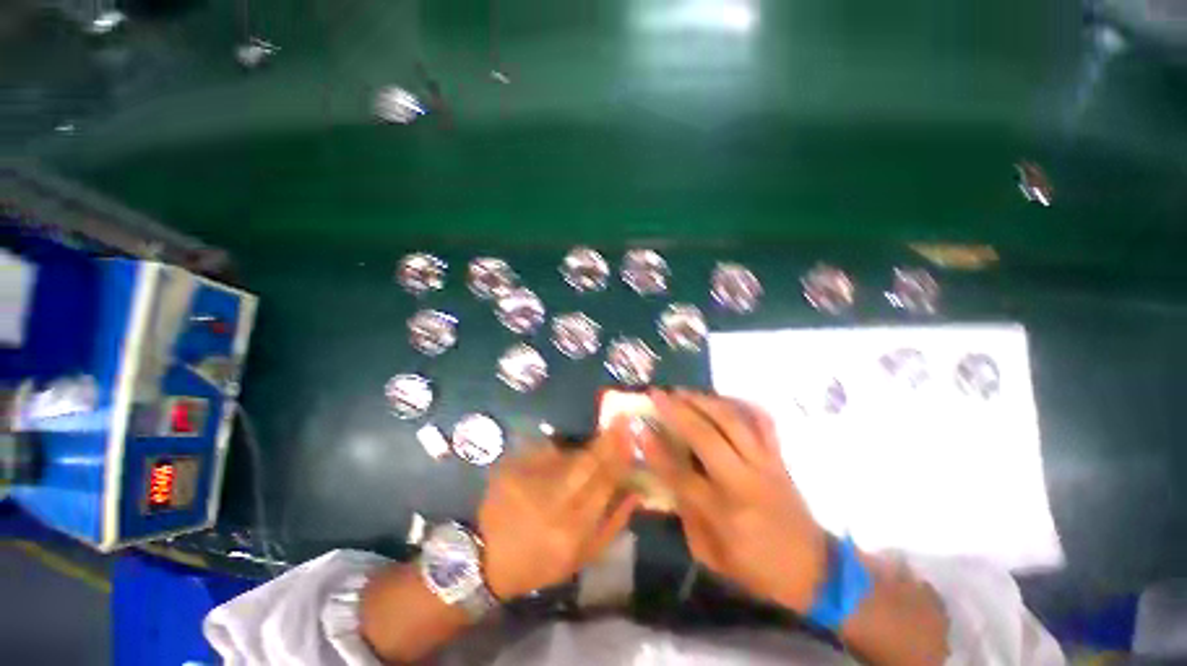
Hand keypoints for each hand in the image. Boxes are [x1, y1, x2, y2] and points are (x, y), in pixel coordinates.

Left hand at [478, 422, 637, 600]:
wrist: (486, 559)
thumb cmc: (539, 563)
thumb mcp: (581, 557)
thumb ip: (612, 524)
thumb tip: (635, 492)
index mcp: (573, 528)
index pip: (605, 482)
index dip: (620, 456)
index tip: (630, 436)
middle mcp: (553, 502)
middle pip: (587, 461)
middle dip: (606, 440)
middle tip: (618, 421)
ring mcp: (529, 482)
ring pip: (566, 453)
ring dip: (580, 447)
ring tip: (582, 449)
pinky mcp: (512, 469)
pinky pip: (543, 451)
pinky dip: (554, 450)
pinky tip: (554, 457)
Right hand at [643, 389, 827, 612]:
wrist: (814, 570)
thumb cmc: (756, 569)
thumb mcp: (710, 555)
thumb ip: (686, 515)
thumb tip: (666, 476)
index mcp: (724, 513)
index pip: (681, 475)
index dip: (656, 451)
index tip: (640, 429)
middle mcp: (744, 482)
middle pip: (707, 437)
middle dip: (678, 412)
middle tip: (657, 395)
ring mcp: (765, 464)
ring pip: (733, 421)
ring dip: (704, 401)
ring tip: (682, 391)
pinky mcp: (779, 457)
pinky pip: (762, 421)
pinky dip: (741, 404)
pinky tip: (721, 398)